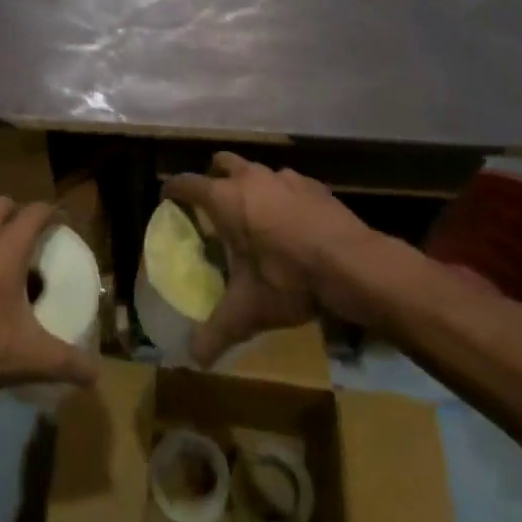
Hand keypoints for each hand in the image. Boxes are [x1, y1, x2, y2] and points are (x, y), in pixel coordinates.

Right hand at [162, 152, 378, 365]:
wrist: (354, 264)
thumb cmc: (290, 279)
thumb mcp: (248, 310)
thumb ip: (217, 332)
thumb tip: (193, 359)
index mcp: (226, 199)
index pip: (187, 183)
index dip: (173, 189)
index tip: (167, 198)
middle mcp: (251, 178)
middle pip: (221, 162)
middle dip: (213, 177)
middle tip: (213, 205)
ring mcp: (285, 177)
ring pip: (256, 170)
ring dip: (250, 186)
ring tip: (254, 216)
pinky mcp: (313, 185)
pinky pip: (287, 183)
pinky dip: (281, 196)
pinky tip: (291, 223)